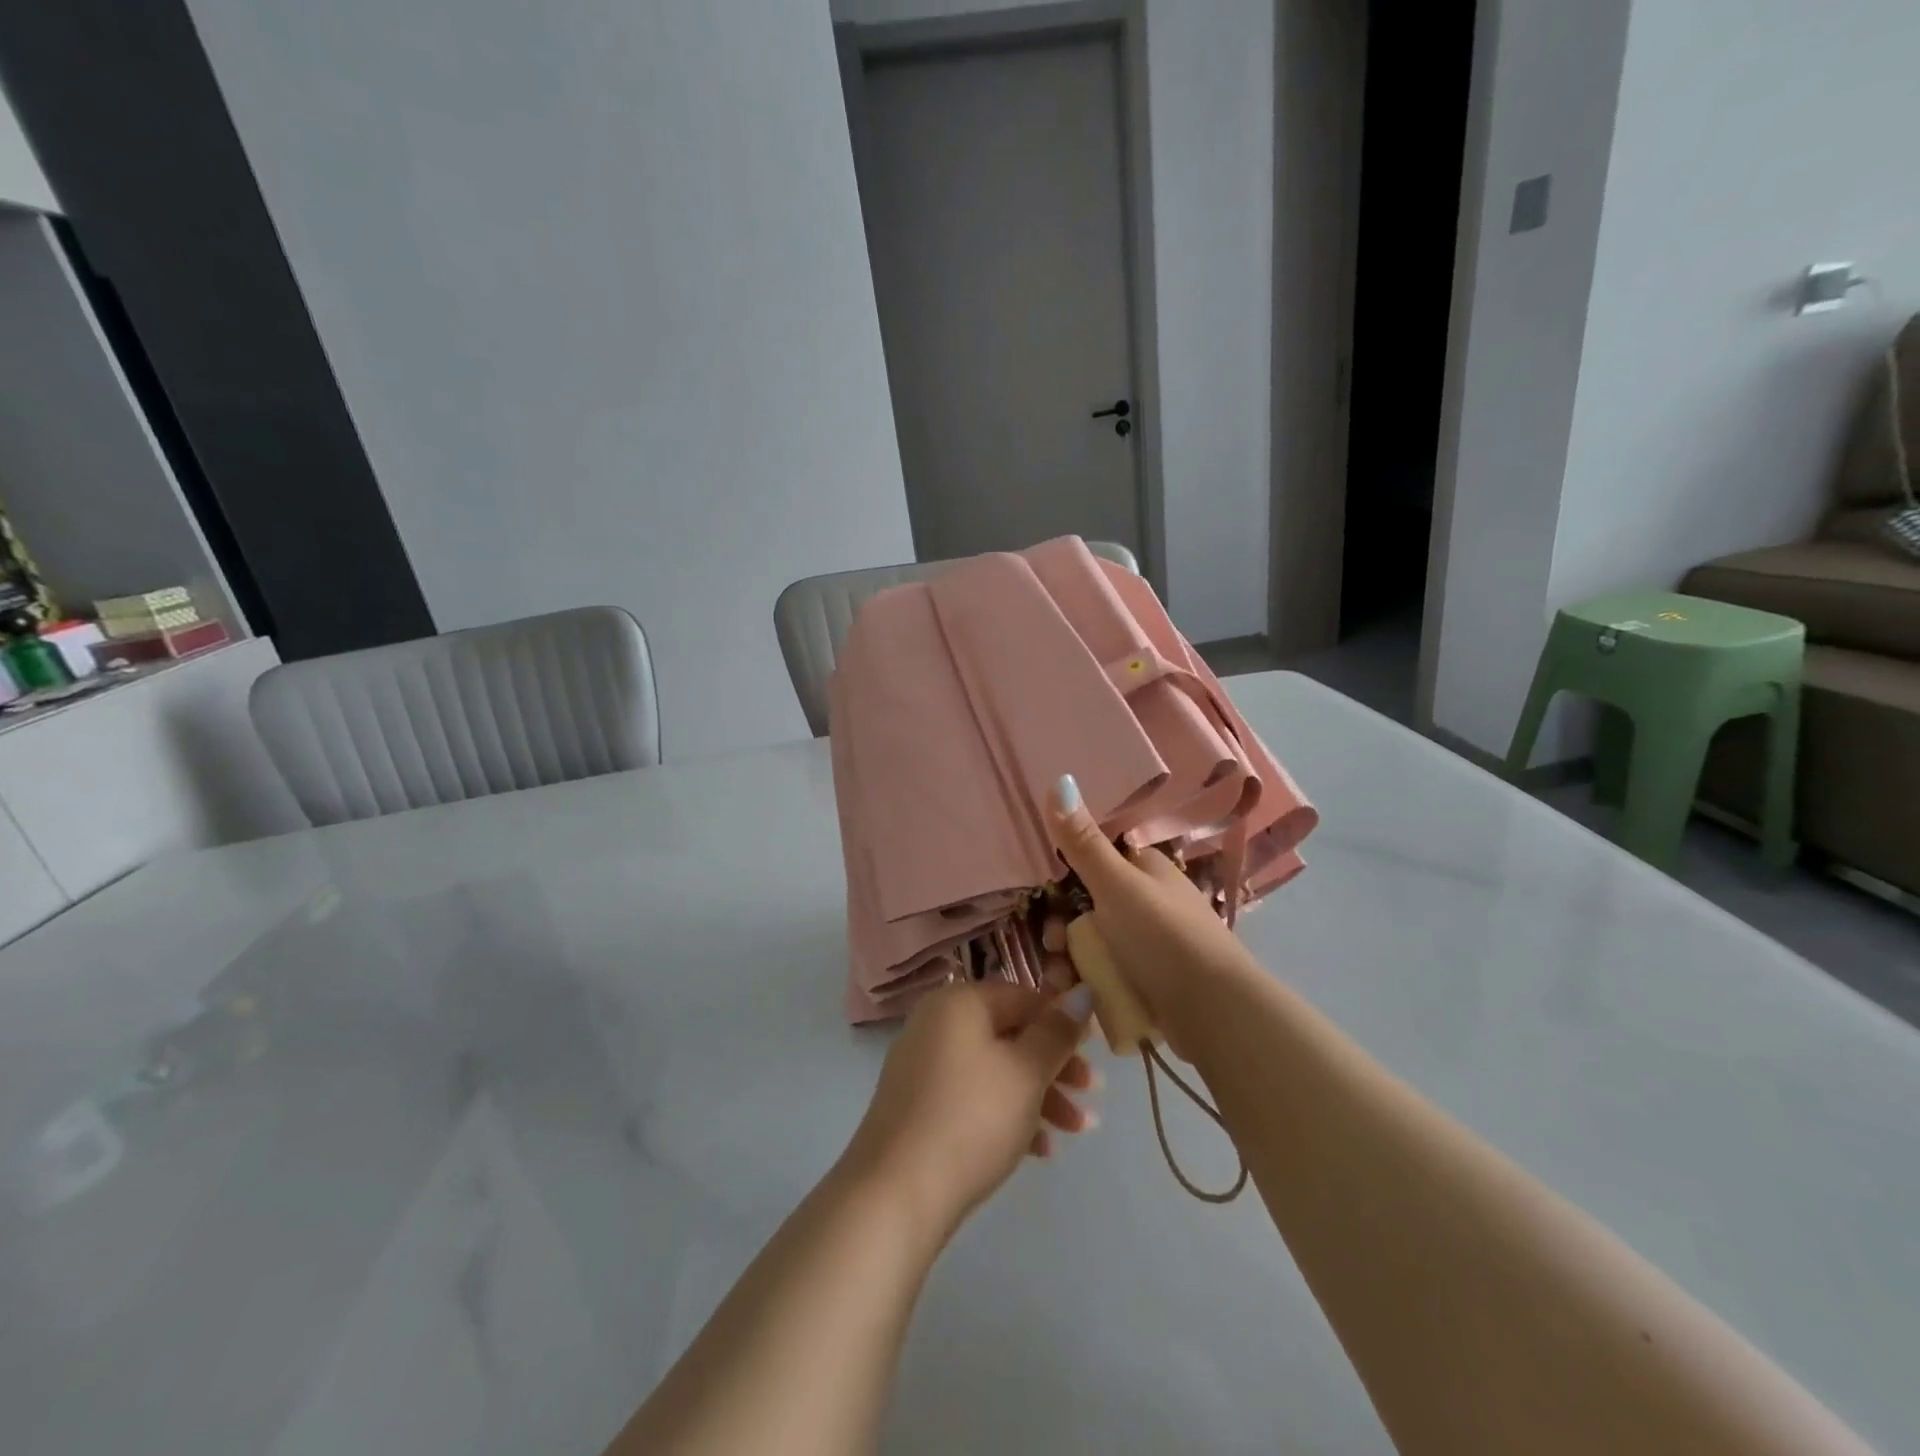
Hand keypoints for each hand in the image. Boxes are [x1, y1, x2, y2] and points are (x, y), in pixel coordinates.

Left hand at [843, 982, 1098, 1234]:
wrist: (897, 1193)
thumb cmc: (972, 1118)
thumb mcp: (1026, 1072)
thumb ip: (1057, 1032)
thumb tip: (1081, 992)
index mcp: (958, 1003)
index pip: (1022, 996)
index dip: (1062, 1021)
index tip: (1095, 1050)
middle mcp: (937, 1024)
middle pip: (1009, 1034)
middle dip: (1056, 1065)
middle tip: (1093, 1093)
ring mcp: (924, 1066)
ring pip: (995, 1070)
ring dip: (1040, 1096)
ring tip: (1078, 1131)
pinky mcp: (920, 1107)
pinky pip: (973, 1098)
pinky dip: (1007, 1115)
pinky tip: (1041, 1150)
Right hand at [1048, 773, 1263, 1058]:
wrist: (1215, 1013)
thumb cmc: (1165, 937)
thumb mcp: (1117, 885)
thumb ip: (1083, 842)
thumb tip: (1061, 778)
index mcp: (1147, 870)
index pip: (1097, 860)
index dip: (1065, 876)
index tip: (1042, 896)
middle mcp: (1149, 902)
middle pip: (1090, 908)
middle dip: (1063, 929)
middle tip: (1053, 948)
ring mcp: (1151, 945)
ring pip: (1095, 945)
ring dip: (1070, 962)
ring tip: (1061, 982)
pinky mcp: (1150, 983)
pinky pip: (1107, 976)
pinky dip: (1089, 985)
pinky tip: (1077, 998)